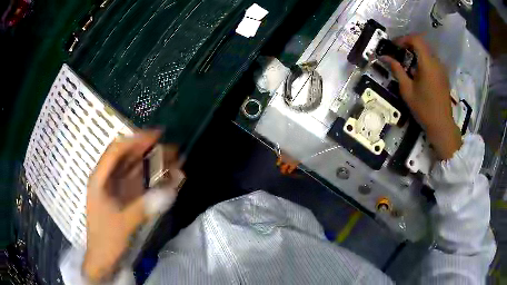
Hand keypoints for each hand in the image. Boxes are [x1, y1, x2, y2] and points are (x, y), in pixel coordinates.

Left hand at [83, 130, 182, 281]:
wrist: (103, 258)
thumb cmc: (107, 240)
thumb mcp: (123, 224)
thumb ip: (144, 207)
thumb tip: (170, 192)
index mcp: (100, 179)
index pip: (116, 151)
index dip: (135, 140)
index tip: (157, 136)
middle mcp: (107, 179)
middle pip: (127, 157)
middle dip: (148, 151)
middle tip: (171, 148)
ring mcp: (116, 188)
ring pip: (134, 169)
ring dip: (152, 164)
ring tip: (173, 161)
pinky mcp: (124, 197)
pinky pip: (139, 182)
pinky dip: (152, 179)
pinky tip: (166, 178)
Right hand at [382, 34, 461, 159]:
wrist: (442, 125)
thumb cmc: (424, 109)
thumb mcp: (407, 90)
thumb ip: (397, 70)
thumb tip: (384, 57)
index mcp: (427, 64)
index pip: (416, 40)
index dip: (404, 39)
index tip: (394, 46)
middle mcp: (436, 62)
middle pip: (422, 43)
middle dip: (409, 44)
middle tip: (399, 51)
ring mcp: (442, 68)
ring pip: (427, 51)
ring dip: (416, 51)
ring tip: (407, 61)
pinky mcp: (444, 75)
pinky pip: (432, 60)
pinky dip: (423, 59)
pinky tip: (418, 71)